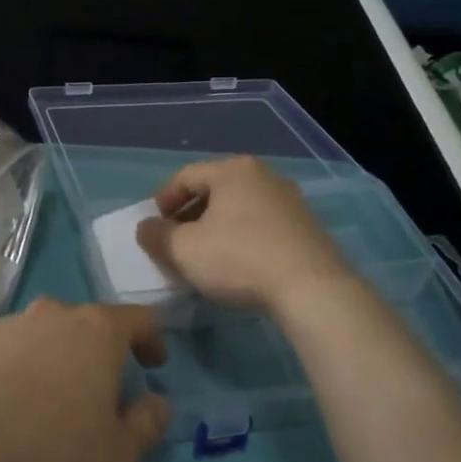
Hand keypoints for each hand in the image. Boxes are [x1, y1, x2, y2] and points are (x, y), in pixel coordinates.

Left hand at [0, 299, 171, 461]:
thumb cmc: (52, 451)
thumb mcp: (119, 455)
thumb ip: (148, 423)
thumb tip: (157, 402)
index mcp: (96, 330)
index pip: (139, 319)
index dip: (152, 340)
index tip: (154, 365)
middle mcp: (53, 314)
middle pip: (89, 323)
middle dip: (101, 351)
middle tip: (104, 388)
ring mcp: (9, 325)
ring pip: (47, 334)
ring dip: (59, 357)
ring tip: (57, 397)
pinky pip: (12, 350)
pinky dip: (23, 368)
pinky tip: (15, 402)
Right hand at [136, 156, 353, 315]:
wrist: (313, 290)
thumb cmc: (239, 259)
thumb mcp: (183, 250)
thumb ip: (156, 235)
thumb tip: (147, 228)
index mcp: (232, 170)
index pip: (184, 177)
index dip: (161, 202)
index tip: (151, 228)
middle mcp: (263, 176)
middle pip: (212, 191)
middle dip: (187, 217)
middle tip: (173, 244)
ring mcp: (289, 201)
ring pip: (237, 209)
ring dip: (213, 229)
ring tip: (202, 258)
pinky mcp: (306, 227)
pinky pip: (260, 225)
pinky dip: (240, 239)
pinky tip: (235, 266)